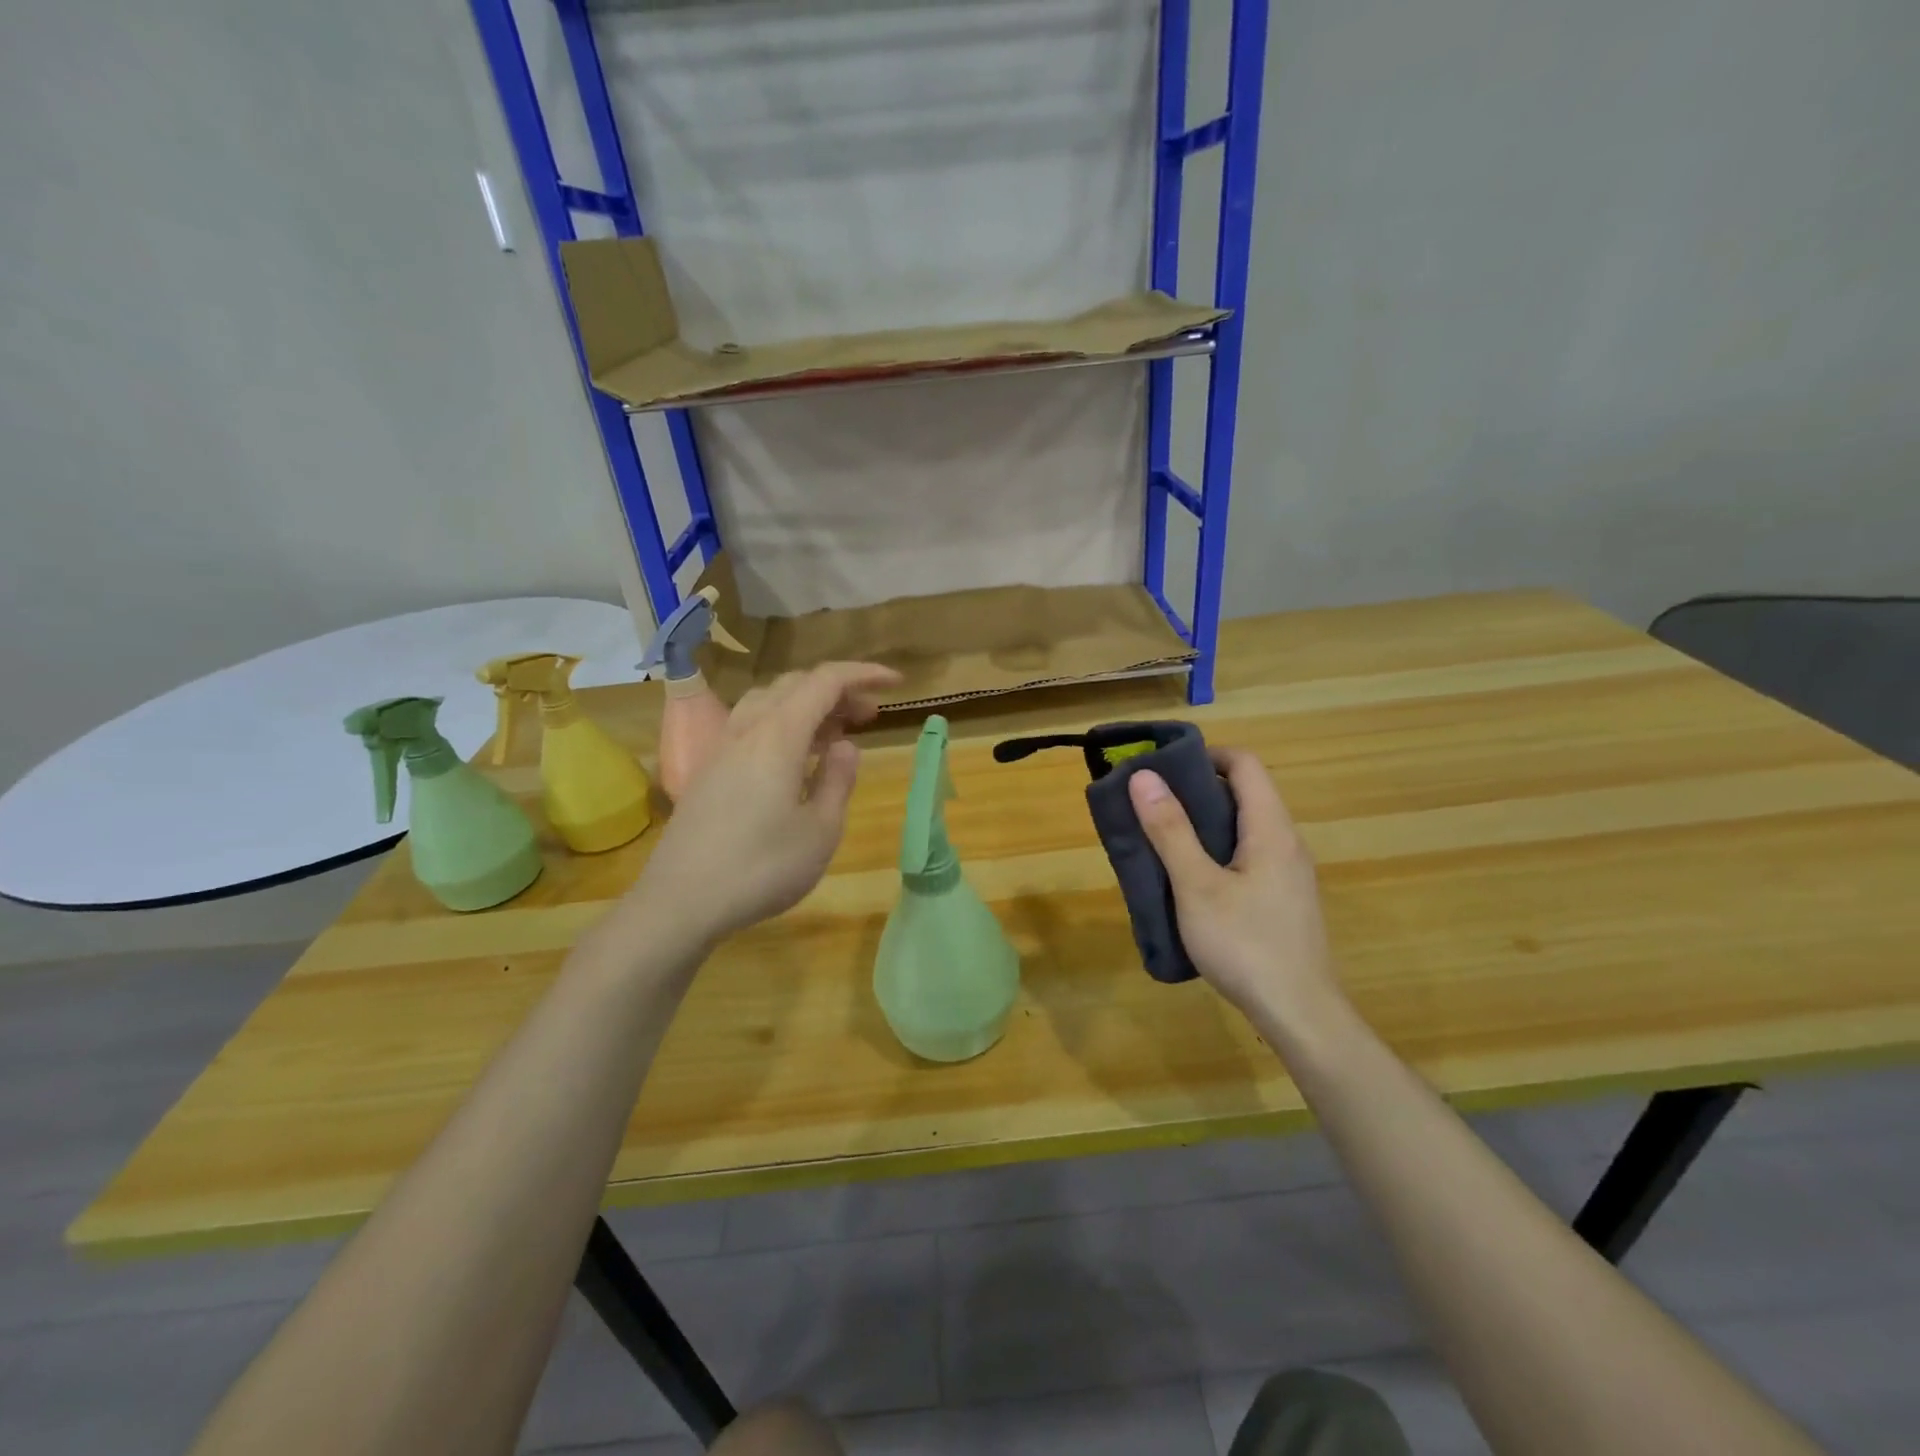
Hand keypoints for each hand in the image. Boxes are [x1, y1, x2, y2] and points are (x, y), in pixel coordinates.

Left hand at [633, 662, 901, 947]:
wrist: (680, 902)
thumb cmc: (761, 868)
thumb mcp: (820, 830)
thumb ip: (838, 780)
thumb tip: (845, 746)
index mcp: (778, 735)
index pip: (825, 681)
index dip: (864, 674)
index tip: (896, 682)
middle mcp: (747, 729)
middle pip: (795, 685)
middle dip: (837, 690)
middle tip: (869, 715)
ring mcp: (721, 749)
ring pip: (768, 702)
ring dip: (806, 705)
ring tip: (835, 733)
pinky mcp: (708, 771)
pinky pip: (751, 726)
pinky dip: (782, 725)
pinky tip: (795, 759)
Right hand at [1127, 747, 1345, 1036]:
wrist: (1301, 1014)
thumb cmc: (1245, 944)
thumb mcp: (1197, 886)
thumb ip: (1171, 830)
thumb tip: (1144, 776)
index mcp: (1270, 828)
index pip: (1245, 764)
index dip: (1205, 755)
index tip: (1164, 768)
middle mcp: (1287, 842)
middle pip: (1245, 793)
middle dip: (1196, 790)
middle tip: (1152, 805)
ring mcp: (1290, 873)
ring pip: (1245, 828)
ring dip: (1205, 824)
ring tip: (1163, 840)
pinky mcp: (1285, 899)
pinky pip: (1249, 856)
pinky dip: (1218, 852)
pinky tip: (1191, 882)